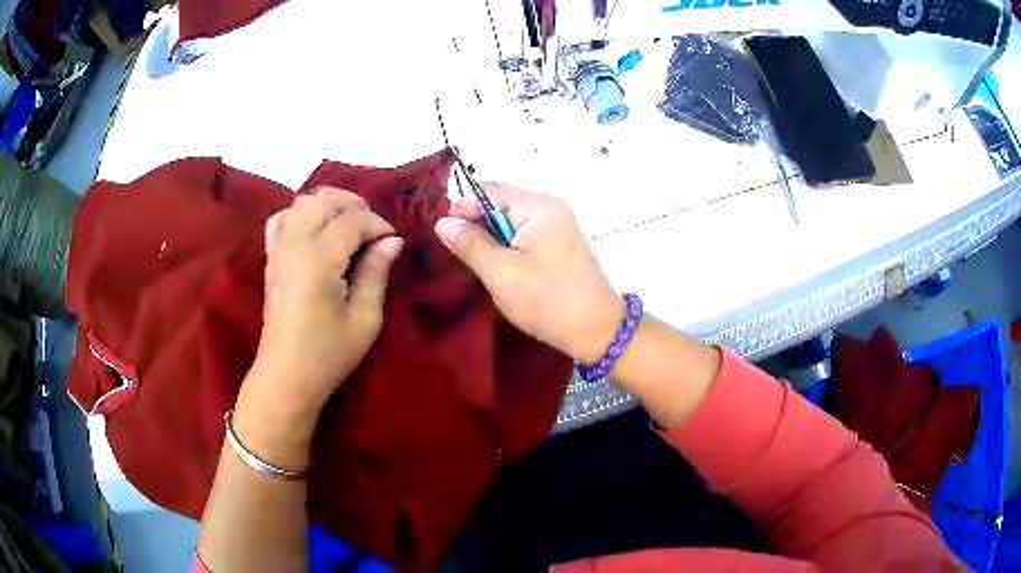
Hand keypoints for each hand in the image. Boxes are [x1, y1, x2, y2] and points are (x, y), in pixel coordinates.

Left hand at [249, 187, 402, 415]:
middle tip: (372, 228)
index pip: (351, 221)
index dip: (378, 224)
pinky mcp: (270, 259)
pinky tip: (316, 232)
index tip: (393, 240)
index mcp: (317, 260)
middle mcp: (293, 246)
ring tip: (347, 225)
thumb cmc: (328, 355)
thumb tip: (392, 241)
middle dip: (353, 205)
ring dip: (327, 206)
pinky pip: (282, 219)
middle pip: (322, 200)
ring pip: (300, 203)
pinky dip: (301, 215)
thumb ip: (376, 273)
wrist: (286, 376)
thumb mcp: (364, 319)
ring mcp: (277, 250)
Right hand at [434, 184, 621, 362]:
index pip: (490, 190)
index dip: (463, 208)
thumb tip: (442, 222)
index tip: (444, 235)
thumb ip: (470, 244)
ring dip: (492, 239)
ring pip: (512, 222)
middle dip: (477, 225)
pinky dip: (509, 248)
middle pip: (502, 204)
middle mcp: (551, 208)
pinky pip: (526, 236)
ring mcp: (560, 226)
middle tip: (458, 254)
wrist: (597, 331)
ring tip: (478, 264)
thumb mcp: (501, 273)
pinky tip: (501, 268)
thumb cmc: (547, 301)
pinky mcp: (562, 245)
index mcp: (539, 206)